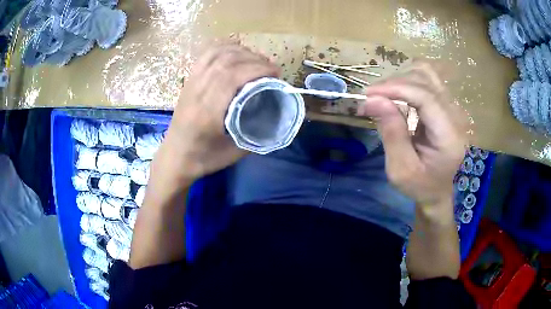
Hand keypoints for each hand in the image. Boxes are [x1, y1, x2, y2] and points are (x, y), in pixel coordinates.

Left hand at [160, 42, 279, 182]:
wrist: (175, 157)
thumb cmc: (204, 157)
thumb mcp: (236, 152)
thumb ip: (257, 132)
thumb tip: (277, 114)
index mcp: (208, 112)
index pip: (233, 77)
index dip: (258, 69)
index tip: (276, 73)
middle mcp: (197, 92)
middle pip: (227, 61)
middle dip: (255, 59)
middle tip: (271, 68)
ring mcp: (191, 83)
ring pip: (217, 54)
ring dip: (242, 52)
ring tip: (257, 60)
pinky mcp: (189, 79)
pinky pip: (206, 54)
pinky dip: (225, 48)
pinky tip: (237, 53)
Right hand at [358, 61, 466, 208]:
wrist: (439, 189)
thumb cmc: (421, 185)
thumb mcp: (401, 169)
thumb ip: (391, 133)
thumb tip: (372, 99)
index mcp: (449, 136)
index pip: (426, 96)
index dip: (396, 88)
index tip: (369, 94)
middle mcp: (455, 116)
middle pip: (425, 80)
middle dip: (395, 84)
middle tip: (371, 99)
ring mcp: (452, 107)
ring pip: (426, 73)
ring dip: (401, 79)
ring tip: (384, 95)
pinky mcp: (446, 104)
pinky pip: (427, 80)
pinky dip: (408, 81)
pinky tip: (397, 95)